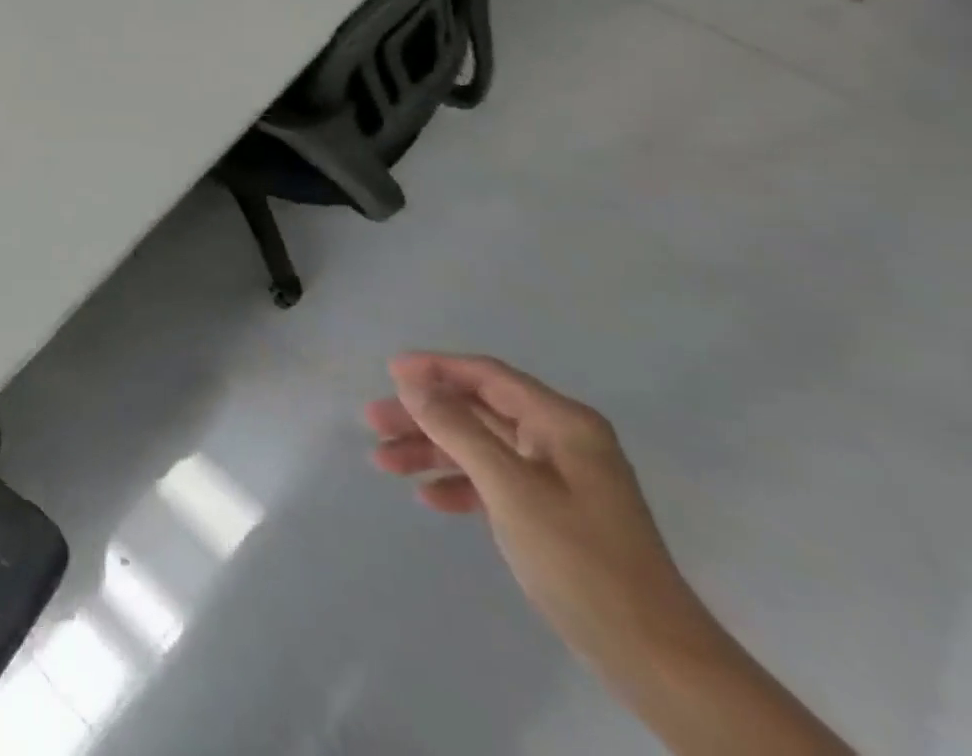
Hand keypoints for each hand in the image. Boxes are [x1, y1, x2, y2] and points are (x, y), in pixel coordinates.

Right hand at [365, 353, 704, 668]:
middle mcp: (562, 440)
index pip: (487, 376)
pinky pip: (495, 481)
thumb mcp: (509, 487)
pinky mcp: (555, 513)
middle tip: (374, 423)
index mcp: (562, 422)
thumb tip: (411, 381)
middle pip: (477, 410)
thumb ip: (457, 428)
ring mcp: (560, 478)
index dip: (435, 369)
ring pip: (481, 447)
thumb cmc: (580, 559)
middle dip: (424, 415)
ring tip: (384, 461)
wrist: (655, 659)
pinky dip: (460, 484)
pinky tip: (429, 498)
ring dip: (433, 451)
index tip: (388, 372)